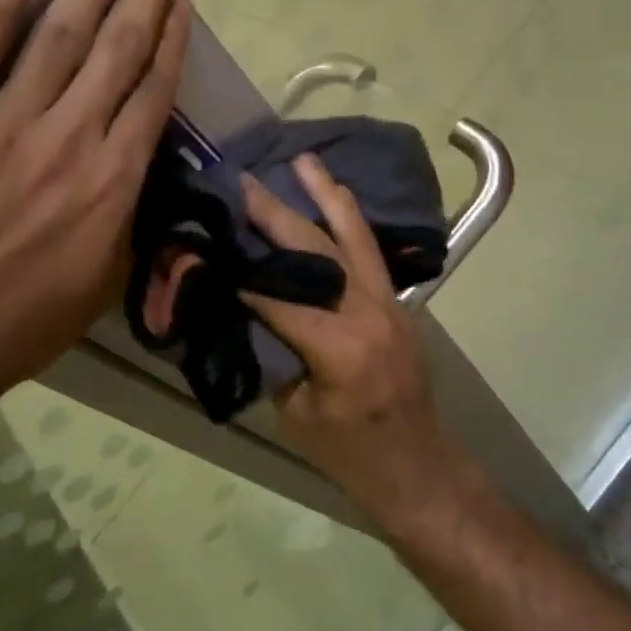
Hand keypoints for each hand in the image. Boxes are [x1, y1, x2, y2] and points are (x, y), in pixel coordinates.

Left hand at [0, 0, 190, 452]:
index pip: (152, 90)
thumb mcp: (101, 284)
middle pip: (117, 49)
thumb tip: (133, 170)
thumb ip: (125, 218)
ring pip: (59, 38)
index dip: (170, 35)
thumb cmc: (17, 325)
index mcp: (112, 181)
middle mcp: (69, 140)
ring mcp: (2, 126)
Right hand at [239, 155, 475, 531]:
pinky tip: (334, 197)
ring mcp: (389, 303)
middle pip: (317, 250)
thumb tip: (239, 305)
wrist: (419, 469)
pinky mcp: (397, 303)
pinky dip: (348, 220)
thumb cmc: (350, 455)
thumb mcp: (295, 411)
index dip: (242, 270)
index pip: (279, 294)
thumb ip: (269, 351)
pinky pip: (370, 251)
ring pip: (354, 237)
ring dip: (326, 196)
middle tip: (244, 182)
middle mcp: (368, 311)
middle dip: (276, 214)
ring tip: (304, 161)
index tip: (210, 239)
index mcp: (340, 346)